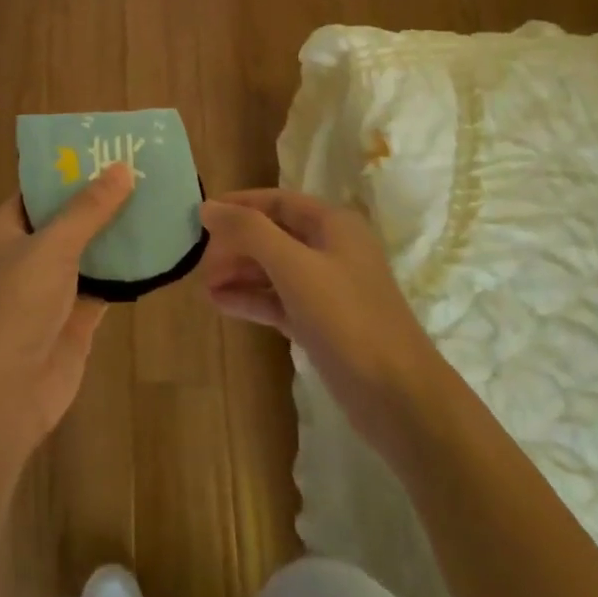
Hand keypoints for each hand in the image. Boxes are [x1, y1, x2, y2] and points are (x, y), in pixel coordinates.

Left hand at [0, 164, 134, 455]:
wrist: (1, 396)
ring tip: (159, 202)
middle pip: (67, 219)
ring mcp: (50, 289)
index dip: (71, 169)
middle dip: (102, 200)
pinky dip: (127, 270)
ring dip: (118, 233)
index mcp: (4, 231)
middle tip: (146, 173)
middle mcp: (25, 255)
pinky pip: (104, 284)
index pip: (39, 189)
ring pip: (89, 251)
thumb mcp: (51, 247)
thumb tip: (121, 168)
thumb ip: (88, 209)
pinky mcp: (74, 318)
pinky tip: (158, 250)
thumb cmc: (14, 308)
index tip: (110, 150)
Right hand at [200, 189, 450, 454]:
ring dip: (239, 273)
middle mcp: (331, 249)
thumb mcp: (294, 267)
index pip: (277, 201)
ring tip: (203, 285)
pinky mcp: (322, 323)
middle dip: (236, 244)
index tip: (200, 216)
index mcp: (333, 224)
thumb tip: (209, 207)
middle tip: (199, 261)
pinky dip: (252, 299)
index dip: (239, 204)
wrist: (398, 396)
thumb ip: (249, 232)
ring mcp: (327, 288)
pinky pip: (279, 300)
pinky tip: (221, 304)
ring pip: (274, 269)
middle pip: (273, 234)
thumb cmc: (347, 318)